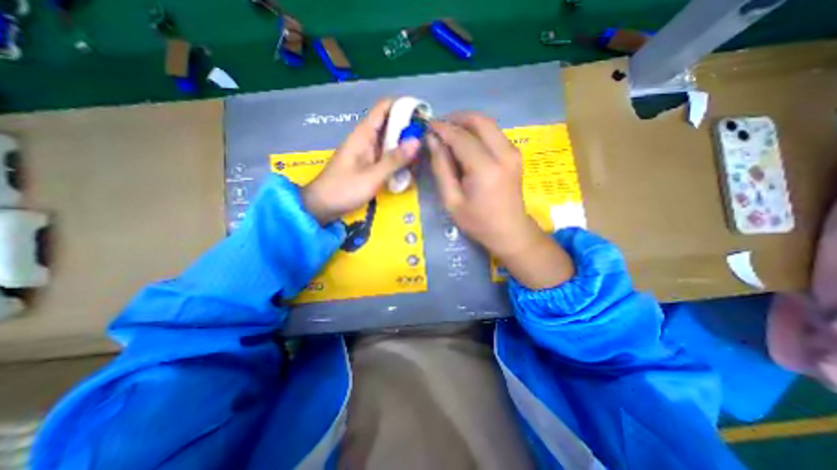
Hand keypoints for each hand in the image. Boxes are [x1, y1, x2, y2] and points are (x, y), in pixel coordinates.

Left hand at [302, 97, 422, 223]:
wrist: (322, 205)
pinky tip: (409, 165)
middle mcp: (366, 138)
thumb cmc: (344, 189)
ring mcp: (367, 151)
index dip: (403, 106)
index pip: (384, 107)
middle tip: (428, 139)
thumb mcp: (372, 177)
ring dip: (405, 144)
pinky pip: (386, 154)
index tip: (423, 114)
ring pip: (389, 140)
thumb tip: (416, 141)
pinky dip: (398, 157)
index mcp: (363, 134)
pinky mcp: (368, 163)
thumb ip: (394, 160)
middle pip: (390, 123)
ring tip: (423, 152)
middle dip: (408, 128)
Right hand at [427, 113, 571, 290]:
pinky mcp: (514, 154)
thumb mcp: (452, 200)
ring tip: (448, 135)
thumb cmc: (478, 222)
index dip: (442, 128)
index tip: (427, 126)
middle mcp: (503, 153)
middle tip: (438, 128)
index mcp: (485, 168)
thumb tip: (433, 140)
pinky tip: (464, 143)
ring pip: (488, 123)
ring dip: (466, 124)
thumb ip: (441, 168)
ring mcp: (512, 152)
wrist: (510, 231)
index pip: (461, 136)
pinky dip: (477, 132)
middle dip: (456, 118)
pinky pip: (494, 133)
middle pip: (479, 120)